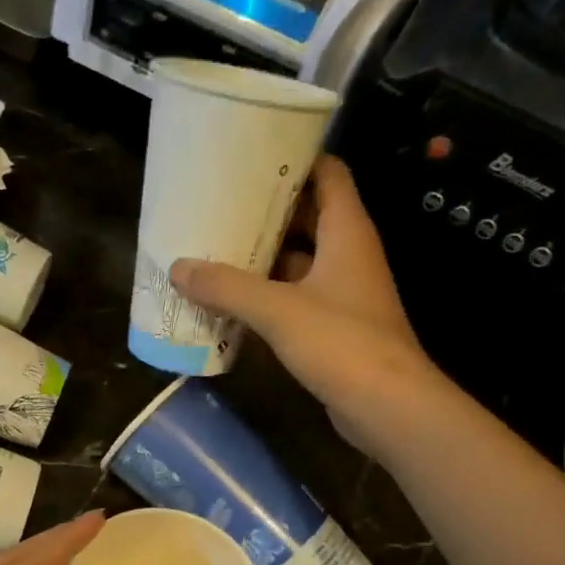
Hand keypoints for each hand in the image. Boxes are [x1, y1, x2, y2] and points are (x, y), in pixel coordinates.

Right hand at [171, 155, 438, 458]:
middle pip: (308, 217)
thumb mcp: (277, 310)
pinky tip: (233, 301)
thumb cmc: (341, 343)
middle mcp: (348, 254)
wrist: (387, 405)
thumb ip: (227, 287)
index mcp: (347, 231)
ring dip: (263, 258)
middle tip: (220, 206)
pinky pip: (296, 298)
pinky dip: (267, 295)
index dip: (294, 160)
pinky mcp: (334, 327)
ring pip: (299, 261)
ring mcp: (343, 293)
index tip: (251, 158)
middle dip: (266, 213)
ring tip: (216, 250)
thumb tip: (177, 268)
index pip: (327, 173)